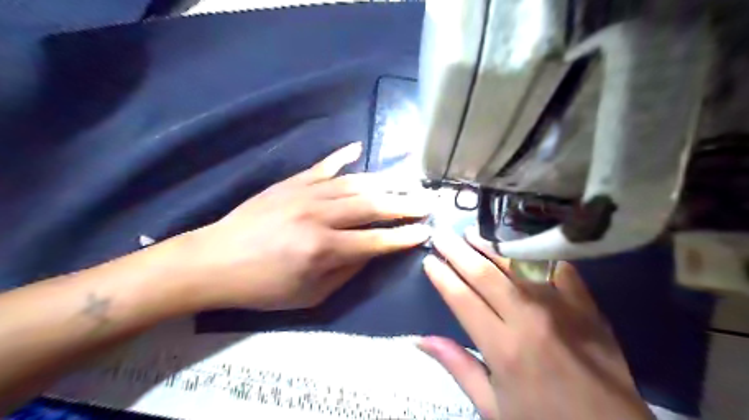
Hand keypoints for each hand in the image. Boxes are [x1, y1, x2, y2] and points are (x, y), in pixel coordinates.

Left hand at [184, 144, 433, 310]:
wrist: (215, 260)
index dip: (404, 237)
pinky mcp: (291, 182)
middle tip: (427, 201)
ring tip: (407, 181)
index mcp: (324, 249)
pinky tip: (358, 148)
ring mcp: (305, 193)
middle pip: (372, 205)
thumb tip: (373, 251)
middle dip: (404, 204)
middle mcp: (320, 216)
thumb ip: (347, 271)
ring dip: (385, 182)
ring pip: (355, 183)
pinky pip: (323, 166)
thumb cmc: (263, 286)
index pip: (377, 240)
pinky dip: (343, 156)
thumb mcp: (310, 295)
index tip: (425, 230)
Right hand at [418, 230, 653, 419]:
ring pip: (517, 265)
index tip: (428, 260)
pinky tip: (520, 244)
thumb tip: (420, 340)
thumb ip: (458, 367)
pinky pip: (558, 269)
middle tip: (441, 235)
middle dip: (458, 252)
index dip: (442, 276)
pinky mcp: (587, 306)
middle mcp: (529, 319)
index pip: (462, 299)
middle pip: (485, 274)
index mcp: (502, 348)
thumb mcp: (493, 407)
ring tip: (471, 233)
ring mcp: (561, 308)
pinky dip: (536, 254)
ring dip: (490, 246)